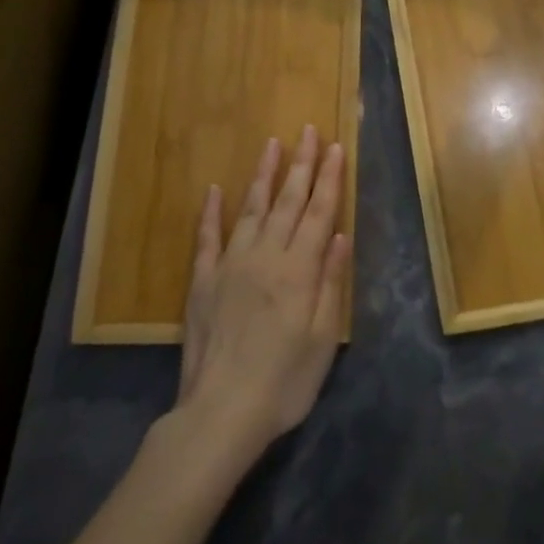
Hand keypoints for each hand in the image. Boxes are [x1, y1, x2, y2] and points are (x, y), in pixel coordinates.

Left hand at [175, 127, 350, 458]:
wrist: (221, 412)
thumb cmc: (285, 381)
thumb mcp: (324, 338)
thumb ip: (331, 282)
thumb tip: (340, 235)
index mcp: (299, 270)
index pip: (319, 212)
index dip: (330, 178)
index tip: (336, 147)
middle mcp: (266, 257)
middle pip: (288, 201)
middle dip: (302, 164)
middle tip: (309, 131)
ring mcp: (230, 265)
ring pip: (251, 209)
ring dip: (263, 176)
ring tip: (273, 144)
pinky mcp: (203, 282)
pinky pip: (208, 238)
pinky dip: (211, 212)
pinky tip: (215, 190)